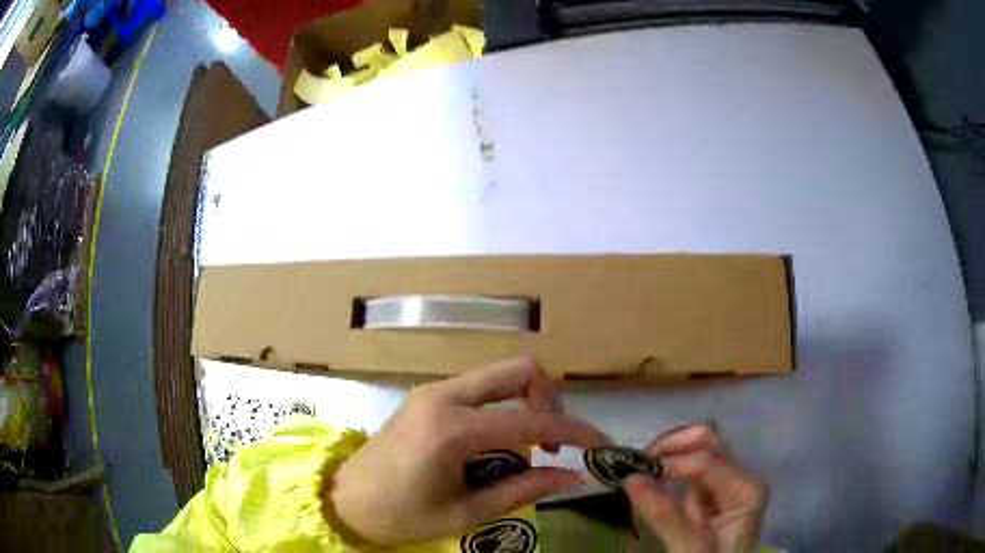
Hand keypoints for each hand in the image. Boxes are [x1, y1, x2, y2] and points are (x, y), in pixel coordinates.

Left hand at [326, 356, 608, 545]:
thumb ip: (522, 490)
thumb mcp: (465, 513)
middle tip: (553, 444)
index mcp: (451, 429)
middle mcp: (444, 396)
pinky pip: (482, 387)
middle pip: (519, 370)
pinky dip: (505, 406)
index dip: (573, 432)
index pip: (530, 422)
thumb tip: (571, 477)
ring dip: (527, 403)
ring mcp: (434, 390)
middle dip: (549, 401)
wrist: (345, 499)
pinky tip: (499, 441)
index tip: (599, 445)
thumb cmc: (400, 515)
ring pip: (501, 375)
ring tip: (528, 448)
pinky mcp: (429, 395)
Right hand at [626, 424, 768, 552]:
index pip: (708, 459)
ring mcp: (727, 482)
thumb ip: (663, 514)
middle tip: (640, 466)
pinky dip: (669, 470)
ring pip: (698, 449)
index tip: (636, 478)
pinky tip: (653, 483)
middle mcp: (741, 476)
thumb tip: (630, 478)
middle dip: (672, 447)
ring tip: (642, 474)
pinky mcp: (712, 491)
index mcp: (746, 488)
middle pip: (708, 441)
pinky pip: (689, 469)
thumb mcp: (689, 546)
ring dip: (669, 455)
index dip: (672, 463)